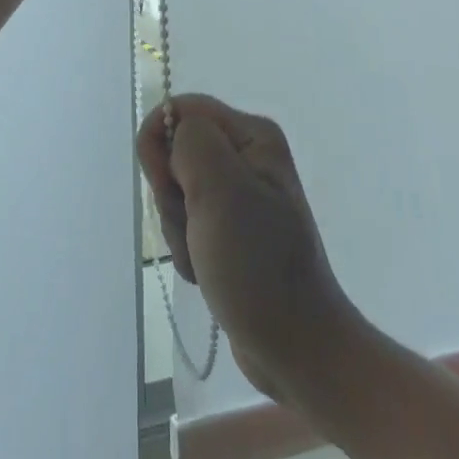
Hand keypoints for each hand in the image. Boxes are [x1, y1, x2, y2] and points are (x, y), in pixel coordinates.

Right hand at [138, 94, 353, 403]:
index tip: (168, 188)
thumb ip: (192, 142)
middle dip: (170, 195)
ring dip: (177, 227)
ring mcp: (239, 194)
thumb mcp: (223, 190)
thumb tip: (173, 132)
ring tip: (203, 257)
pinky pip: (186, 219)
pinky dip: (185, 246)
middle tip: (195, 229)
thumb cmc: (259, 265)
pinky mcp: (231, 227)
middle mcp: (247, 156)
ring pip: (175, 188)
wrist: (298, 348)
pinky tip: (205, 270)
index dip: (161, 145)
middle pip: (174, 151)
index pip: (180, 111)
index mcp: (252, 135)